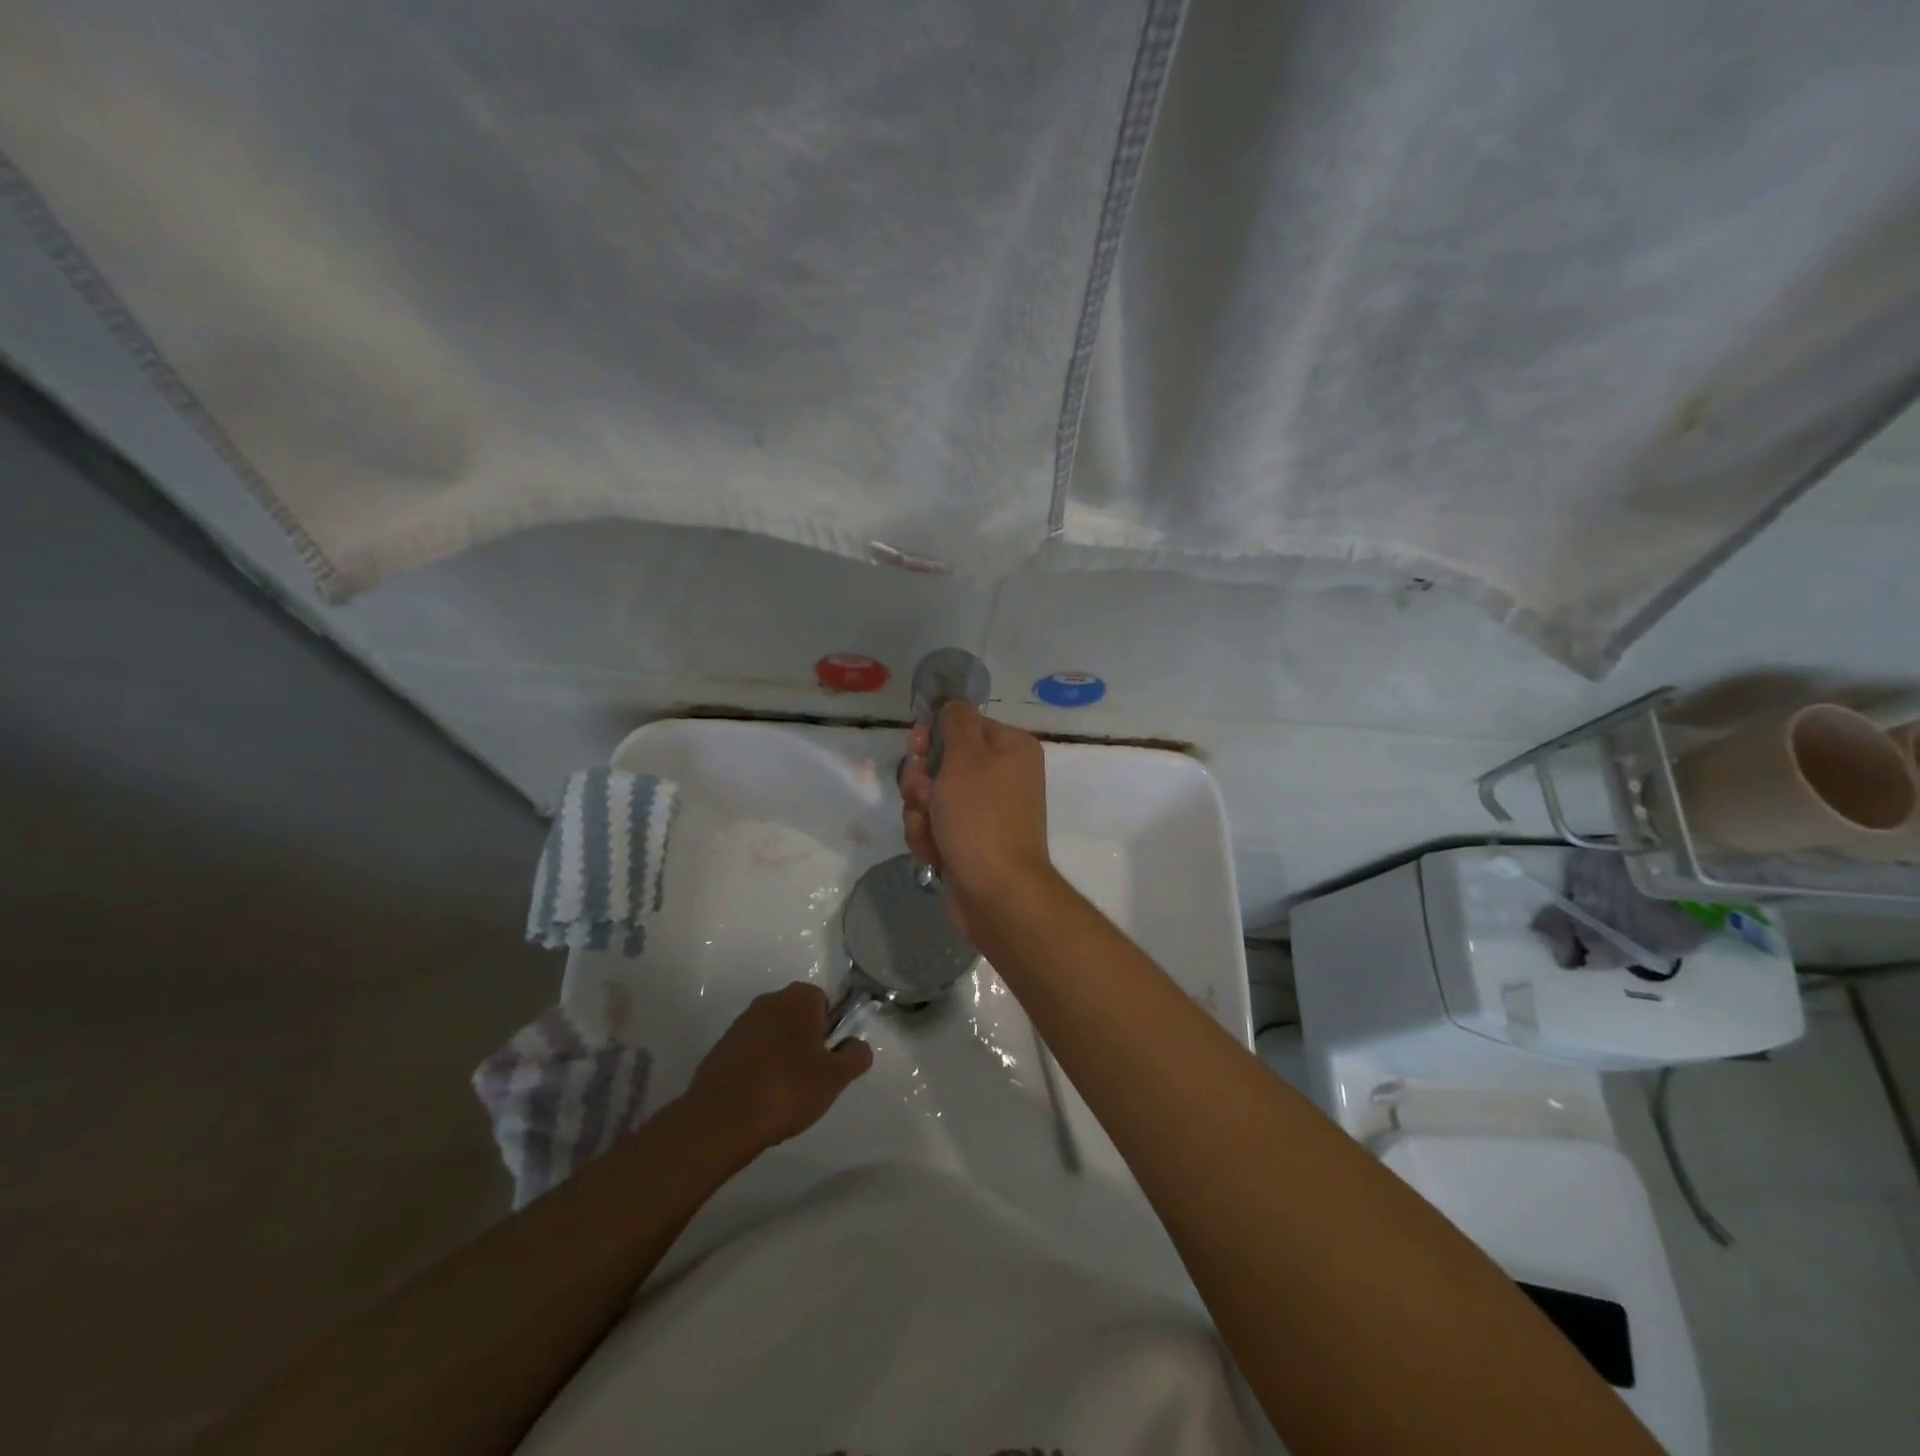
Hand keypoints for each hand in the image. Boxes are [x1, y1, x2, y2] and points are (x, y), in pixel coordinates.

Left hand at [682, 983, 872, 1155]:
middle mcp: (769, 1000)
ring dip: (781, 1056)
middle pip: (798, 1018)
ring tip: (784, 1094)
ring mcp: (741, 1023)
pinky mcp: (720, 1048)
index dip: (830, 1031)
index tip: (828, 1060)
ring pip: (774, 1035)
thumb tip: (857, 1045)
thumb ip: (856, 1056)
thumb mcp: (836, 1077)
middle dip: (806, 1042)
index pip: (825, 1003)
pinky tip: (759, 1098)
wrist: (721, 1118)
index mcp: (799, 997)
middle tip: (810, 1078)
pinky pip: (750, 1053)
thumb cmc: (788, 1088)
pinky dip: (758, 1069)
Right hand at [900, 702, 1054, 943]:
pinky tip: (936, 854)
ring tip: (933, 833)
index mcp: (1010, 749)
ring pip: (931, 798)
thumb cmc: (981, 816)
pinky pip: (935, 828)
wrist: (996, 892)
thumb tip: (953, 704)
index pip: (962, 725)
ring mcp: (985, 813)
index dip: (934, 736)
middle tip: (925, 797)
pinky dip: (929, 839)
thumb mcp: (966, 756)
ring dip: (921, 814)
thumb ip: (956, 721)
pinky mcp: (969, 843)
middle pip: (941, 763)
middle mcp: (1002, 777)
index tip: (917, 749)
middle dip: (922, 783)